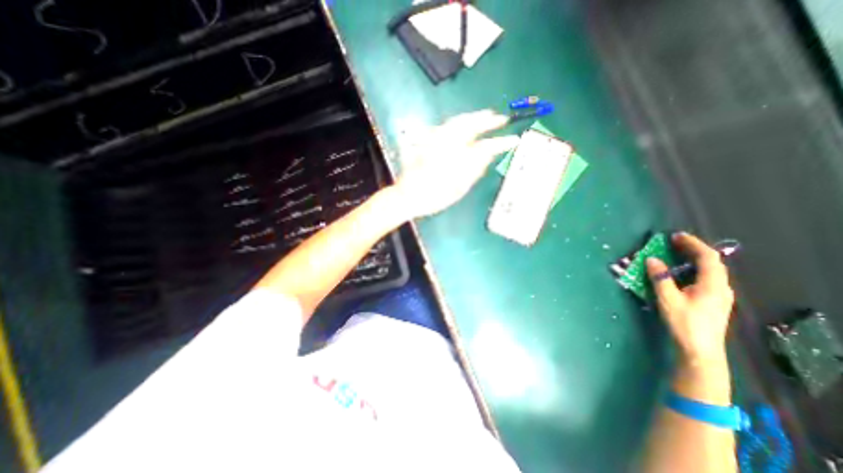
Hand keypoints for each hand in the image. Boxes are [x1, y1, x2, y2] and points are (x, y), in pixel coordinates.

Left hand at [393, 109, 520, 217]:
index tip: (514, 140)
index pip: (485, 147)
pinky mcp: (426, 140)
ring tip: (484, 115)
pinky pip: (444, 126)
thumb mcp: (458, 189)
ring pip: (456, 122)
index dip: (501, 142)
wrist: (407, 196)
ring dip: (472, 117)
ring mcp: (435, 140)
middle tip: (499, 118)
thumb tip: (487, 156)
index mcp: (458, 160)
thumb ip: (474, 171)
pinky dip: (456, 123)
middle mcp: (447, 145)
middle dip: (487, 120)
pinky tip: (461, 123)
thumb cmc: (434, 197)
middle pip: (470, 125)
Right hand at [646, 232, 735, 365]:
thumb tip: (651, 259)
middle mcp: (721, 287)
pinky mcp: (713, 302)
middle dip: (693, 250)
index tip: (675, 236)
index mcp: (712, 285)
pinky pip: (705, 279)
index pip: (708, 258)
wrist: (700, 350)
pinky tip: (680, 274)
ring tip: (675, 254)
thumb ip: (660, 278)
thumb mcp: (668, 299)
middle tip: (673, 242)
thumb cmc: (684, 323)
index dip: (693, 244)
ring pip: (709, 271)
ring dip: (693, 260)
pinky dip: (692, 270)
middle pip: (711, 263)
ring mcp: (719, 296)